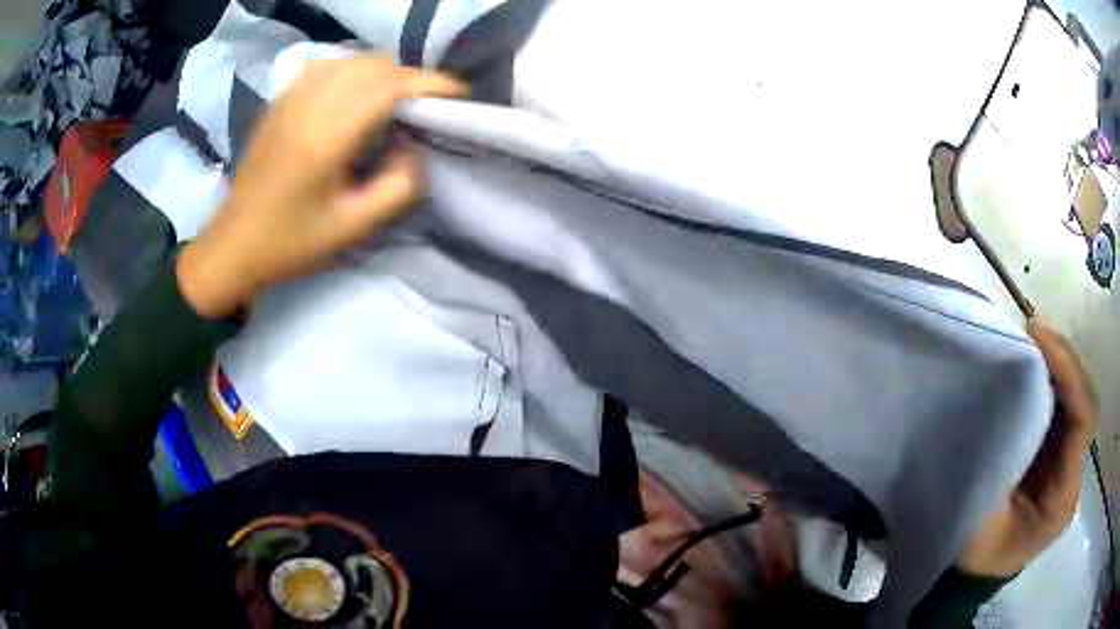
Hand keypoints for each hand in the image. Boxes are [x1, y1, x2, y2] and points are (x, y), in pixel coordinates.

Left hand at [177, 55, 464, 317]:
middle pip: (373, 64)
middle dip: (410, 76)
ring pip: (351, 60)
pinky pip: (327, 66)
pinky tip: (357, 94)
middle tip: (427, 104)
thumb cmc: (290, 243)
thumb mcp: (352, 227)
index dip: (430, 82)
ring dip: (383, 71)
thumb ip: (399, 186)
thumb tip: (417, 149)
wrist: (233, 245)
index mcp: (325, 139)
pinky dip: (354, 71)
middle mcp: (307, 106)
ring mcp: (290, 99)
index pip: (388, 86)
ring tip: (397, 99)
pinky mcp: (280, 101)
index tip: (458, 94)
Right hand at [957, 319, 1098, 576]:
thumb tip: (999, 402)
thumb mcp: (983, 522)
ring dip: (1056, 364)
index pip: (1083, 418)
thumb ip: (1001, 464)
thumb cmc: (972, 554)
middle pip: (1082, 400)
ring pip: (1073, 397)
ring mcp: (1066, 461)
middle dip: (1063, 360)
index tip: (1036, 337)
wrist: (970, 572)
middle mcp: (1073, 473)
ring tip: (1029, 339)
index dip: (1068, 373)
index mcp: (1062, 497)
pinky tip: (1031, 361)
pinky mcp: (1055, 453)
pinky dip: (1048, 379)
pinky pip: (1060, 405)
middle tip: (1031, 331)